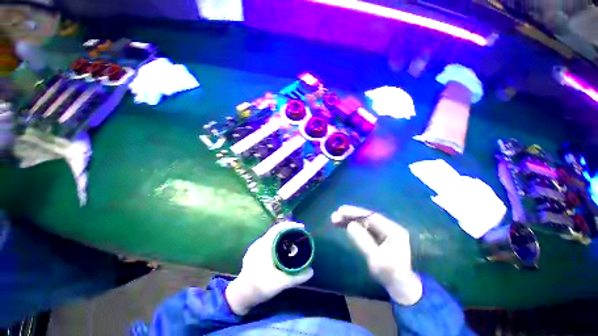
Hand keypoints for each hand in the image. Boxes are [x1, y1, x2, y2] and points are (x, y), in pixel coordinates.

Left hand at [225, 221, 313, 314]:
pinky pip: (269, 240)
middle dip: (289, 229)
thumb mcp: (280, 283)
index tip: (302, 227)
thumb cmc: (259, 286)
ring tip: (293, 239)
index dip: (291, 225)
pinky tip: (282, 248)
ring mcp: (256, 247)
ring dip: (283, 234)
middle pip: (276, 230)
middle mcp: (259, 242)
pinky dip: (278, 240)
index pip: (278, 228)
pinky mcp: (254, 252)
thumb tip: (311, 271)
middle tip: (300, 233)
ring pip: (272, 235)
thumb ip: (296, 277)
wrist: (241, 295)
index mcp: (265, 245)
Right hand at [331, 205, 422, 304]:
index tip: (341, 210)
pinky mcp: (377, 238)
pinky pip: (363, 229)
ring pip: (363, 222)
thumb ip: (363, 241)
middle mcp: (388, 228)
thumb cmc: (391, 275)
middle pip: (366, 218)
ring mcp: (382, 232)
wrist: (401, 288)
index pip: (371, 216)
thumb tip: (349, 225)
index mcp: (393, 230)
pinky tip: (343, 225)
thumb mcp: (377, 260)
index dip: (355, 212)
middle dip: (350, 216)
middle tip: (334, 216)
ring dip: (349, 220)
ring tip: (335, 220)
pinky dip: (352, 226)